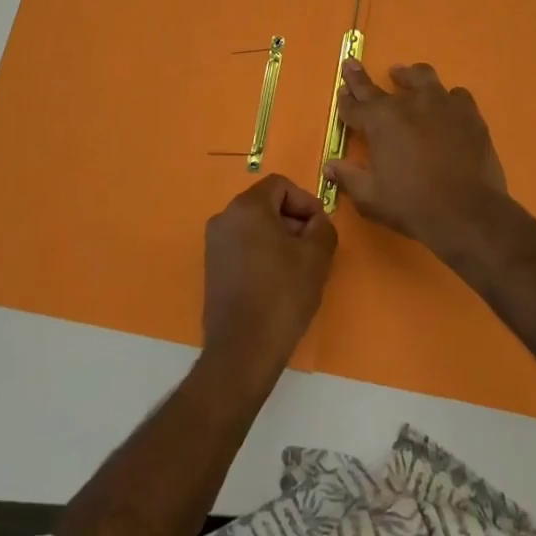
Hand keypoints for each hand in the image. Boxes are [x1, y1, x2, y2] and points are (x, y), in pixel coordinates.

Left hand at [202, 175, 336, 376]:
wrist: (243, 350)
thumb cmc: (282, 295)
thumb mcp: (316, 257)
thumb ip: (323, 227)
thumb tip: (316, 222)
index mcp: (247, 207)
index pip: (280, 185)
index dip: (306, 202)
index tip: (320, 227)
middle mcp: (224, 218)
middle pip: (266, 204)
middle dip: (293, 220)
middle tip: (314, 248)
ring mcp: (214, 243)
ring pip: (255, 226)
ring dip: (280, 238)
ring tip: (299, 268)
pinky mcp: (213, 268)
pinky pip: (243, 246)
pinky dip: (263, 253)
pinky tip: (278, 281)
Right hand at [322, 60, 508, 251]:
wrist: (467, 212)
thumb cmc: (412, 205)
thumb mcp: (370, 197)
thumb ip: (348, 177)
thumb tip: (329, 166)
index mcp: (379, 121)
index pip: (354, 105)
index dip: (345, 99)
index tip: (342, 90)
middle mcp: (407, 103)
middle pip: (377, 86)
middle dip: (360, 78)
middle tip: (353, 65)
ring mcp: (441, 103)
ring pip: (421, 76)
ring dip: (408, 76)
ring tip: (403, 75)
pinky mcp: (468, 112)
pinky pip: (456, 95)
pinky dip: (448, 98)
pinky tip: (447, 107)